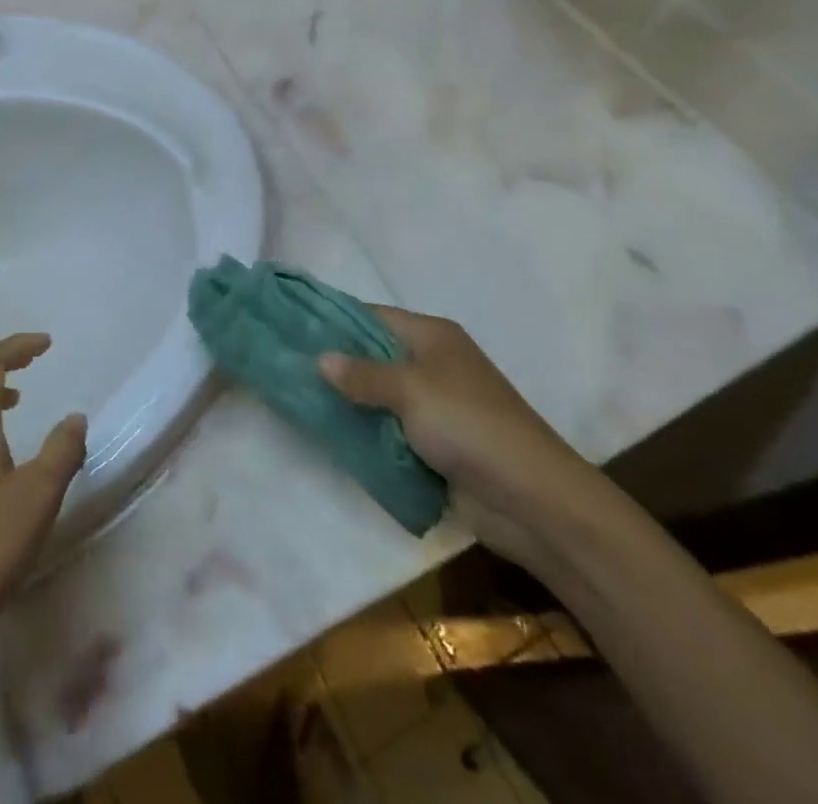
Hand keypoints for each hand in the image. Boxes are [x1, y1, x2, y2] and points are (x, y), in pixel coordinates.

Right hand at [318, 308, 604, 570]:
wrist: (533, 501)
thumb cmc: (471, 426)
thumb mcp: (412, 391)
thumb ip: (363, 374)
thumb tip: (320, 358)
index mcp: (431, 336)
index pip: (371, 315)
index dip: (333, 319)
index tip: (290, 325)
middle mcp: (431, 363)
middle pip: (372, 354)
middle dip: (334, 362)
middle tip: (284, 364)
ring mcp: (434, 405)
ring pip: (377, 394)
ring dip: (347, 400)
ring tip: (296, 398)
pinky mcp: (434, 443)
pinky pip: (388, 428)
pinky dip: (364, 430)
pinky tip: (329, 433)